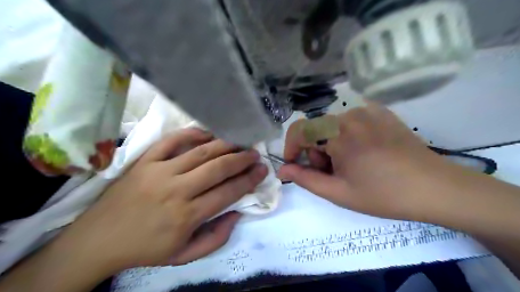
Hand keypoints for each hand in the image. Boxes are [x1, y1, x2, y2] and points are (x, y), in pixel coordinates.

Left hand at [53, 129, 267, 274]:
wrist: (99, 239)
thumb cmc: (146, 248)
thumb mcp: (184, 255)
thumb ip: (216, 237)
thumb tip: (237, 213)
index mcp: (187, 215)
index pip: (228, 192)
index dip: (249, 179)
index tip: (262, 170)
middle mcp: (177, 190)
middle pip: (218, 168)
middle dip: (241, 159)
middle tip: (255, 153)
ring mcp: (159, 171)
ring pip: (200, 152)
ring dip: (224, 145)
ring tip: (240, 141)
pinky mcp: (145, 161)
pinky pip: (172, 141)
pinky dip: (192, 134)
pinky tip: (208, 133)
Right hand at [278, 104, 453, 220]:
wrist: (436, 188)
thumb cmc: (384, 195)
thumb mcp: (338, 192)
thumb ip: (305, 179)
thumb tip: (282, 169)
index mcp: (339, 133)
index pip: (299, 130)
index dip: (291, 148)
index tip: (295, 165)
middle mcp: (351, 114)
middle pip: (316, 129)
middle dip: (316, 152)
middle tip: (333, 174)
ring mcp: (368, 110)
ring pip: (332, 126)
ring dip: (331, 145)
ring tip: (350, 165)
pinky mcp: (381, 112)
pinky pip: (350, 121)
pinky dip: (346, 136)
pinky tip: (363, 152)